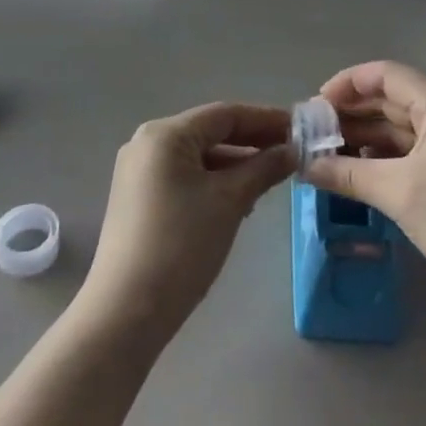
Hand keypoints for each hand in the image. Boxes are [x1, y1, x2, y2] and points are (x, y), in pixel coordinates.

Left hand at [78, 104, 295, 341]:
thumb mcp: (230, 202)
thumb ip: (263, 168)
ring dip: (235, 163)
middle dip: (252, 141)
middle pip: (209, 132)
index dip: (265, 119)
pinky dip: (213, 180)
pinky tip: (239, 199)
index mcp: (165, 133)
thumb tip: (292, 150)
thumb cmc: (181, 246)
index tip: (300, 128)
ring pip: (198, 156)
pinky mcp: (137, 198)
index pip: (225, 114)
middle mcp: (147, 143)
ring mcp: (138, 171)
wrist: (126, 311)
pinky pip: (184, 176)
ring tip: (272, 177)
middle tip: (292, 152)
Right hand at [307, 61, 425, 309]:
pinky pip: (413, 149)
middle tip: (313, 134)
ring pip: (401, 127)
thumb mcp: (400, 194)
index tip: (314, 107)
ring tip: (327, 154)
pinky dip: (385, 156)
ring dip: (365, 137)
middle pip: (391, 99)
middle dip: (351, 113)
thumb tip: (303, 165)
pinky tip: (358, 171)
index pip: (385, 75)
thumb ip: (347, 174)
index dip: (346, 84)